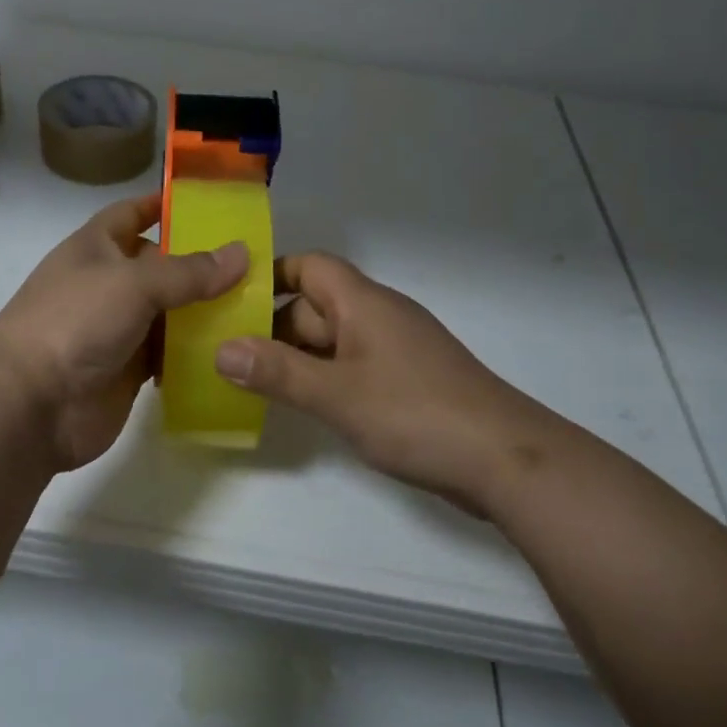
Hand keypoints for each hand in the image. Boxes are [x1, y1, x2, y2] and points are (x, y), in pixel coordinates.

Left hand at [0, 194, 249, 469]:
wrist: (30, 406)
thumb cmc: (75, 322)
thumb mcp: (134, 284)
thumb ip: (189, 271)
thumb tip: (241, 253)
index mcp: (96, 247)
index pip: (132, 213)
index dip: (164, 205)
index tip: (211, 203)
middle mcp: (107, 283)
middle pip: (160, 265)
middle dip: (201, 263)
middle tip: (255, 261)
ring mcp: (118, 328)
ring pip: (169, 311)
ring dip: (204, 310)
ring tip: (257, 304)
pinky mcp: (129, 369)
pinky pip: (169, 353)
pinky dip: (195, 351)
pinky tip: (232, 349)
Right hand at [214, 253, 566, 511]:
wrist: (506, 461)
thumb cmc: (416, 414)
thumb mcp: (337, 395)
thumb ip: (278, 372)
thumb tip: (220, 349)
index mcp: (363, 303)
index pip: (310, 266)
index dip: (272, 276)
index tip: (232, 301)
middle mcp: (381, 316)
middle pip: (317, 305)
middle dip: (276, 326)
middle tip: (231, 356)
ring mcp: (398, 349)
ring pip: (335, 339)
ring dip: (299, 356)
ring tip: (256, 383)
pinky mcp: (410, 380)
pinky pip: (355, 365)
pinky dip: (326, 377)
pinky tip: (308, 405)